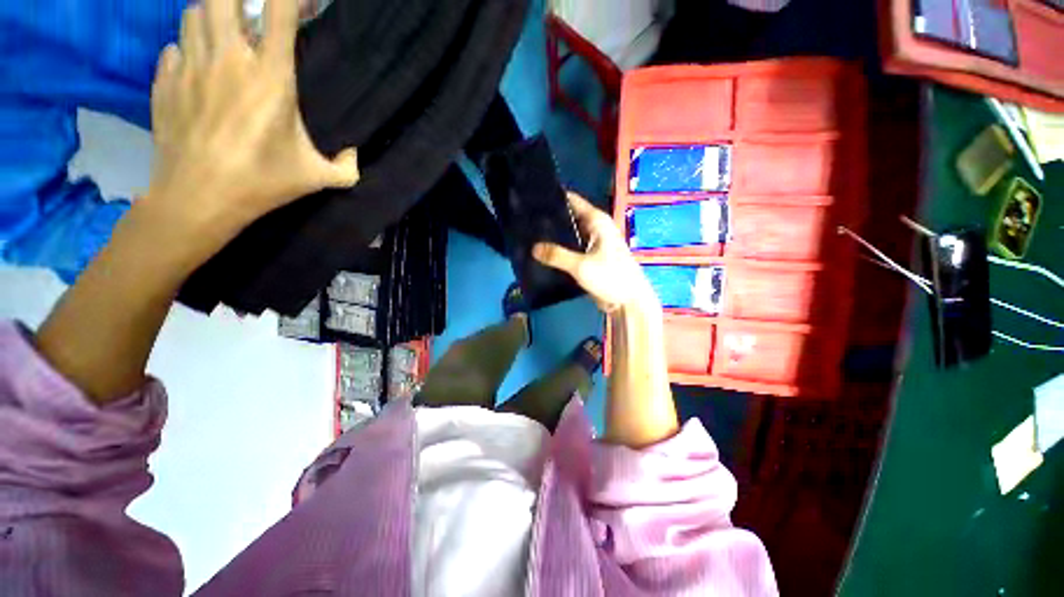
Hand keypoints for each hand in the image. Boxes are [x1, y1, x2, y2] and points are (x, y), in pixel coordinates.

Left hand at [145, 0, 358, 241]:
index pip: (278, 11)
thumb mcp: (317, 178)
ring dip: (211, 16)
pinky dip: (186, 48)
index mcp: (270, 79)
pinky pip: (173, 46)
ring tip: (224, 36)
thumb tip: (355, 156)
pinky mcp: (164, 81)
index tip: (302, 0)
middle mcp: (227, 59)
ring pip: (194, 12)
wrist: (198, 198)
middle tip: (251, 14)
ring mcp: (190, 66)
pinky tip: (197, 69)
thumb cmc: (262, 183)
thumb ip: (346, 167)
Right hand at [533, 193, 656, 312]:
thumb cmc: (611, 277)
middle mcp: (595, 229)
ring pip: (569, 235)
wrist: (628, 301)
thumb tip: (533, 248)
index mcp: (597, 222)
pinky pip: (571, 250)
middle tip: (526, 219)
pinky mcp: (590, 259)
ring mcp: (592, 244)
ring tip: (530, 235)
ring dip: (554, 237)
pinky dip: (560, 250)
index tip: (533, 198)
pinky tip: (544, 254)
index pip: (573, 201)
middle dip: (551, 219)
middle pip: (569, 218)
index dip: (554, 197)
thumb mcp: (581, 266)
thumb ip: (556, 255)